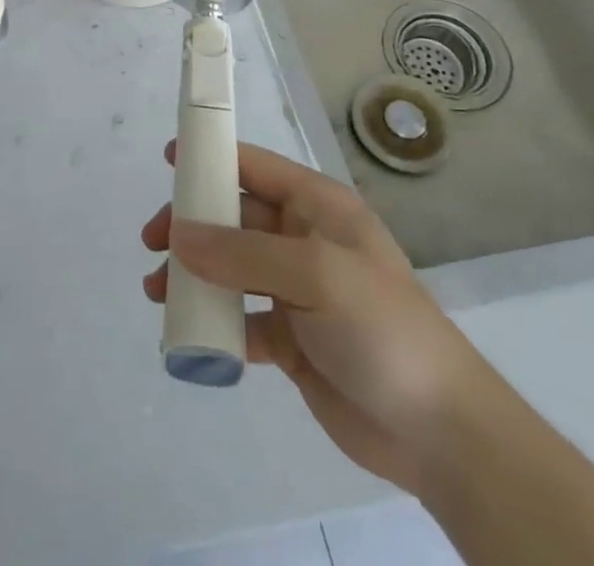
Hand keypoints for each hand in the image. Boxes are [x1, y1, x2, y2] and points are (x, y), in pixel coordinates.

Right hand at [141, 142, 499, 494]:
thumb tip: (178, 236)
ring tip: (157, 293)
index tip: (167, 163)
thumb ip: (243, 252)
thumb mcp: (316, 275)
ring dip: (193, 275)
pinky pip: (240, 318)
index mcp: (317, 207)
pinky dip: (213, 323)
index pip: (254, 166)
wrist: (441, 433)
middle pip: (232, 217)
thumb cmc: (383, 329)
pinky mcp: (290, 338)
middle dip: (190, 226)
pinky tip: (190, 337)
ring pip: (229, 267)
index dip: (211, 158)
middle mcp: (303, 240)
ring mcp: (296, 290)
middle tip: (152, 244)